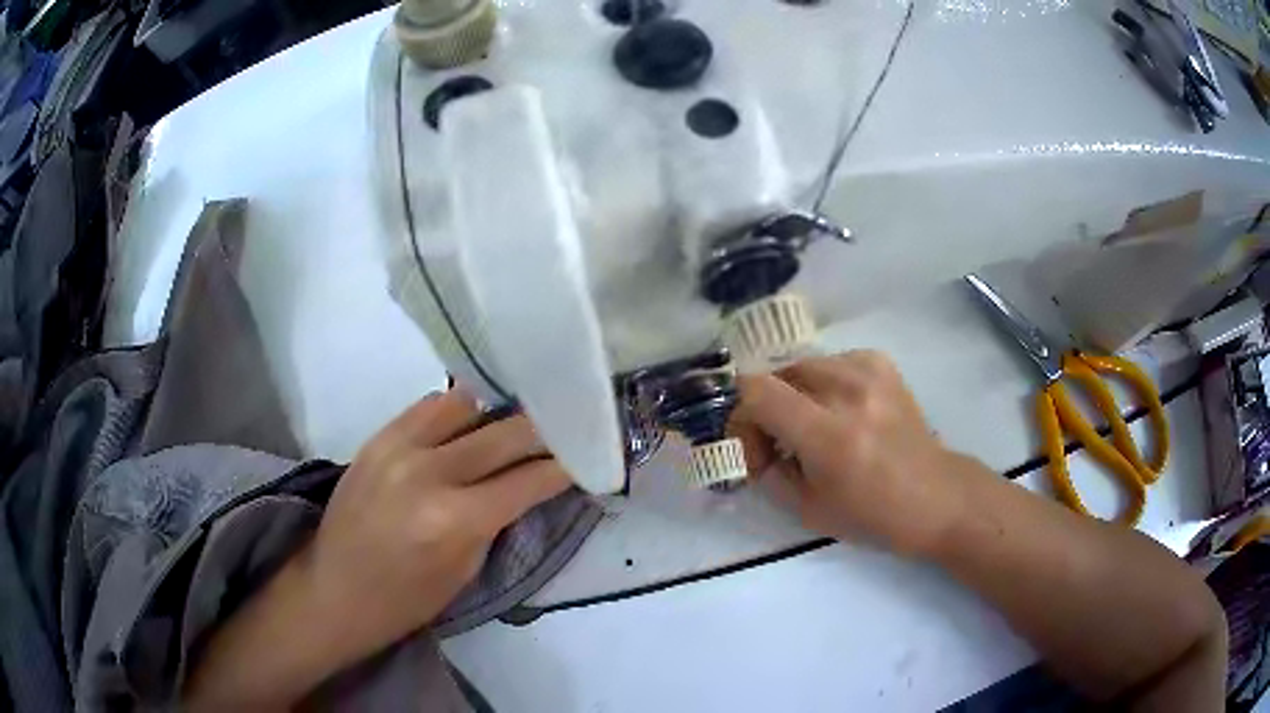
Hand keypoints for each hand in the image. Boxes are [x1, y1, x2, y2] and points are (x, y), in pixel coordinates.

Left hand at [300, 388, 571, 661]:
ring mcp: (398, 446)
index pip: (529, 479)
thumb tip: (527, 483)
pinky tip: (466, 426)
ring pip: (467, 404)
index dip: (564, 467)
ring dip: (494, 417)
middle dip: (543, 432)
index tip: (585, 457)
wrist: (335, 589)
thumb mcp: (466, 571)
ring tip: (508, 428)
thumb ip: (498, 519)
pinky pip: (429, 406)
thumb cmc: (406, 599)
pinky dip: (455, 413)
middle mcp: (429, 471)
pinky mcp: (378, 436)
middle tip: (564, 431)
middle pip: (506, 432)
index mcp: (456, 519)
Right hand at [731, 351, 965, 555]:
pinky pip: (831, 361)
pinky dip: (822, 383)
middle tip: (778, 442)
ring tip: (808, 425)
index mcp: (829, 435)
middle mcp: (848, 392)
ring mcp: (869, 372)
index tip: (752, 446)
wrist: (936, 496)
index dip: (740, 416)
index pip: (757, 391)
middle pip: (777, 374)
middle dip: (765, 408)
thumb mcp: (807, 511)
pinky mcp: (882, 364)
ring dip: (793, 394)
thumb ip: (769, 473)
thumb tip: (751, 448)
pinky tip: (837, 409)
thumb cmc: (873, 516)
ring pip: (803, 365)